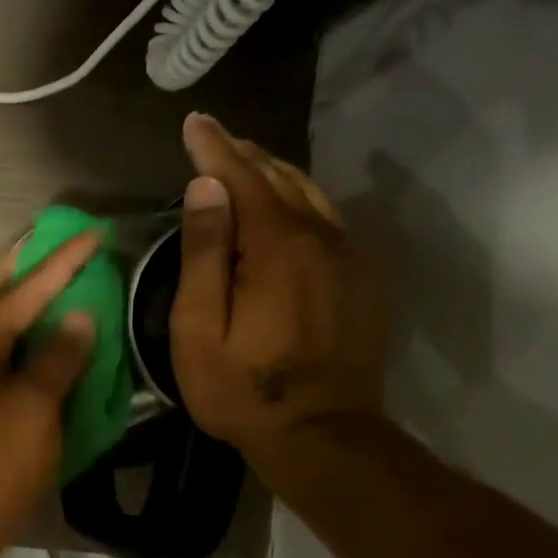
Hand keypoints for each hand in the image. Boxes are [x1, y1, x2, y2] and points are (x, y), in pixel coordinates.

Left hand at [0, 234, 99, 553]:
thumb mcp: (32, 417)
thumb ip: (55, 363)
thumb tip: (79, 316)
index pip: (19, 295)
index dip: (58, 264)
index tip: (92, 234)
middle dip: (14, 262)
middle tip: (46, 241)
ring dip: (2, 290)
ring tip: (35, 276)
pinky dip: (0, 325)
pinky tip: (21, 334)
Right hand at [170, 113, 389, 463]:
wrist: (323, 435)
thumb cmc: (243, 388)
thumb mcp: (201, 328)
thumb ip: (204, 254)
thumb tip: (205, 188)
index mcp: (276, 248)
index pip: (242, 179)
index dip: (214, 149)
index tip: (195, 122)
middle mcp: (320, 239)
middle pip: (280, 179)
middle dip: (243, 154)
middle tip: (214, 137)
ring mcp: (349, 258)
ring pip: (310, 196)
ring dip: (274, 173)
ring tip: (244, 162)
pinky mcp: (363, 280)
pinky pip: (328, 221)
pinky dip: (299, 201)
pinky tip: (284, 206)